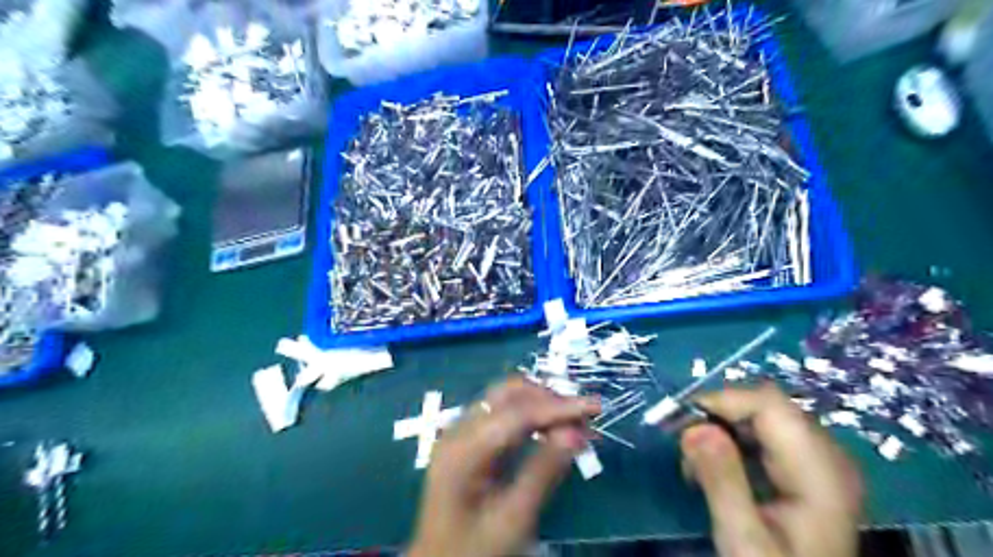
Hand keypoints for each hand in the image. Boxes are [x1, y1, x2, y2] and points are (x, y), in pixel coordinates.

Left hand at [410, 380, 601, 555]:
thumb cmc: (475, 550)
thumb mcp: (513, 518)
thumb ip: (543, 471)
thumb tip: (575, 431)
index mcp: (462, 450)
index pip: (516, 413)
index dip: (558, 407)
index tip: (595, 407)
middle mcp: (458, 430)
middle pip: (508, 394)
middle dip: (550, 398)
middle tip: (586, 415)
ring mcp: (460, 432)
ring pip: (506, 399)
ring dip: (542, 403)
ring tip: (576, 421)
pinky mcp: (468, 439)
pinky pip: (502, 414)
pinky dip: (531, 415)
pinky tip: (553, 428)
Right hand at [678, 384, 866, 556]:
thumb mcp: (745, 540)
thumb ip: (722, 482)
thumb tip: (694, 426)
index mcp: (820, 472)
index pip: (770, 405)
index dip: (723, 401)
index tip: (682, 422)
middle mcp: (827, 456)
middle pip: (766, 407)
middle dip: (718, 417)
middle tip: (685, 449)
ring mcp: (818, 462)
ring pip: (761, 418)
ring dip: (721, 430)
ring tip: (695, 464)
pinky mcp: (804, 470)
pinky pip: (764, 435)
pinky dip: (732, 443)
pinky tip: (716, 469)